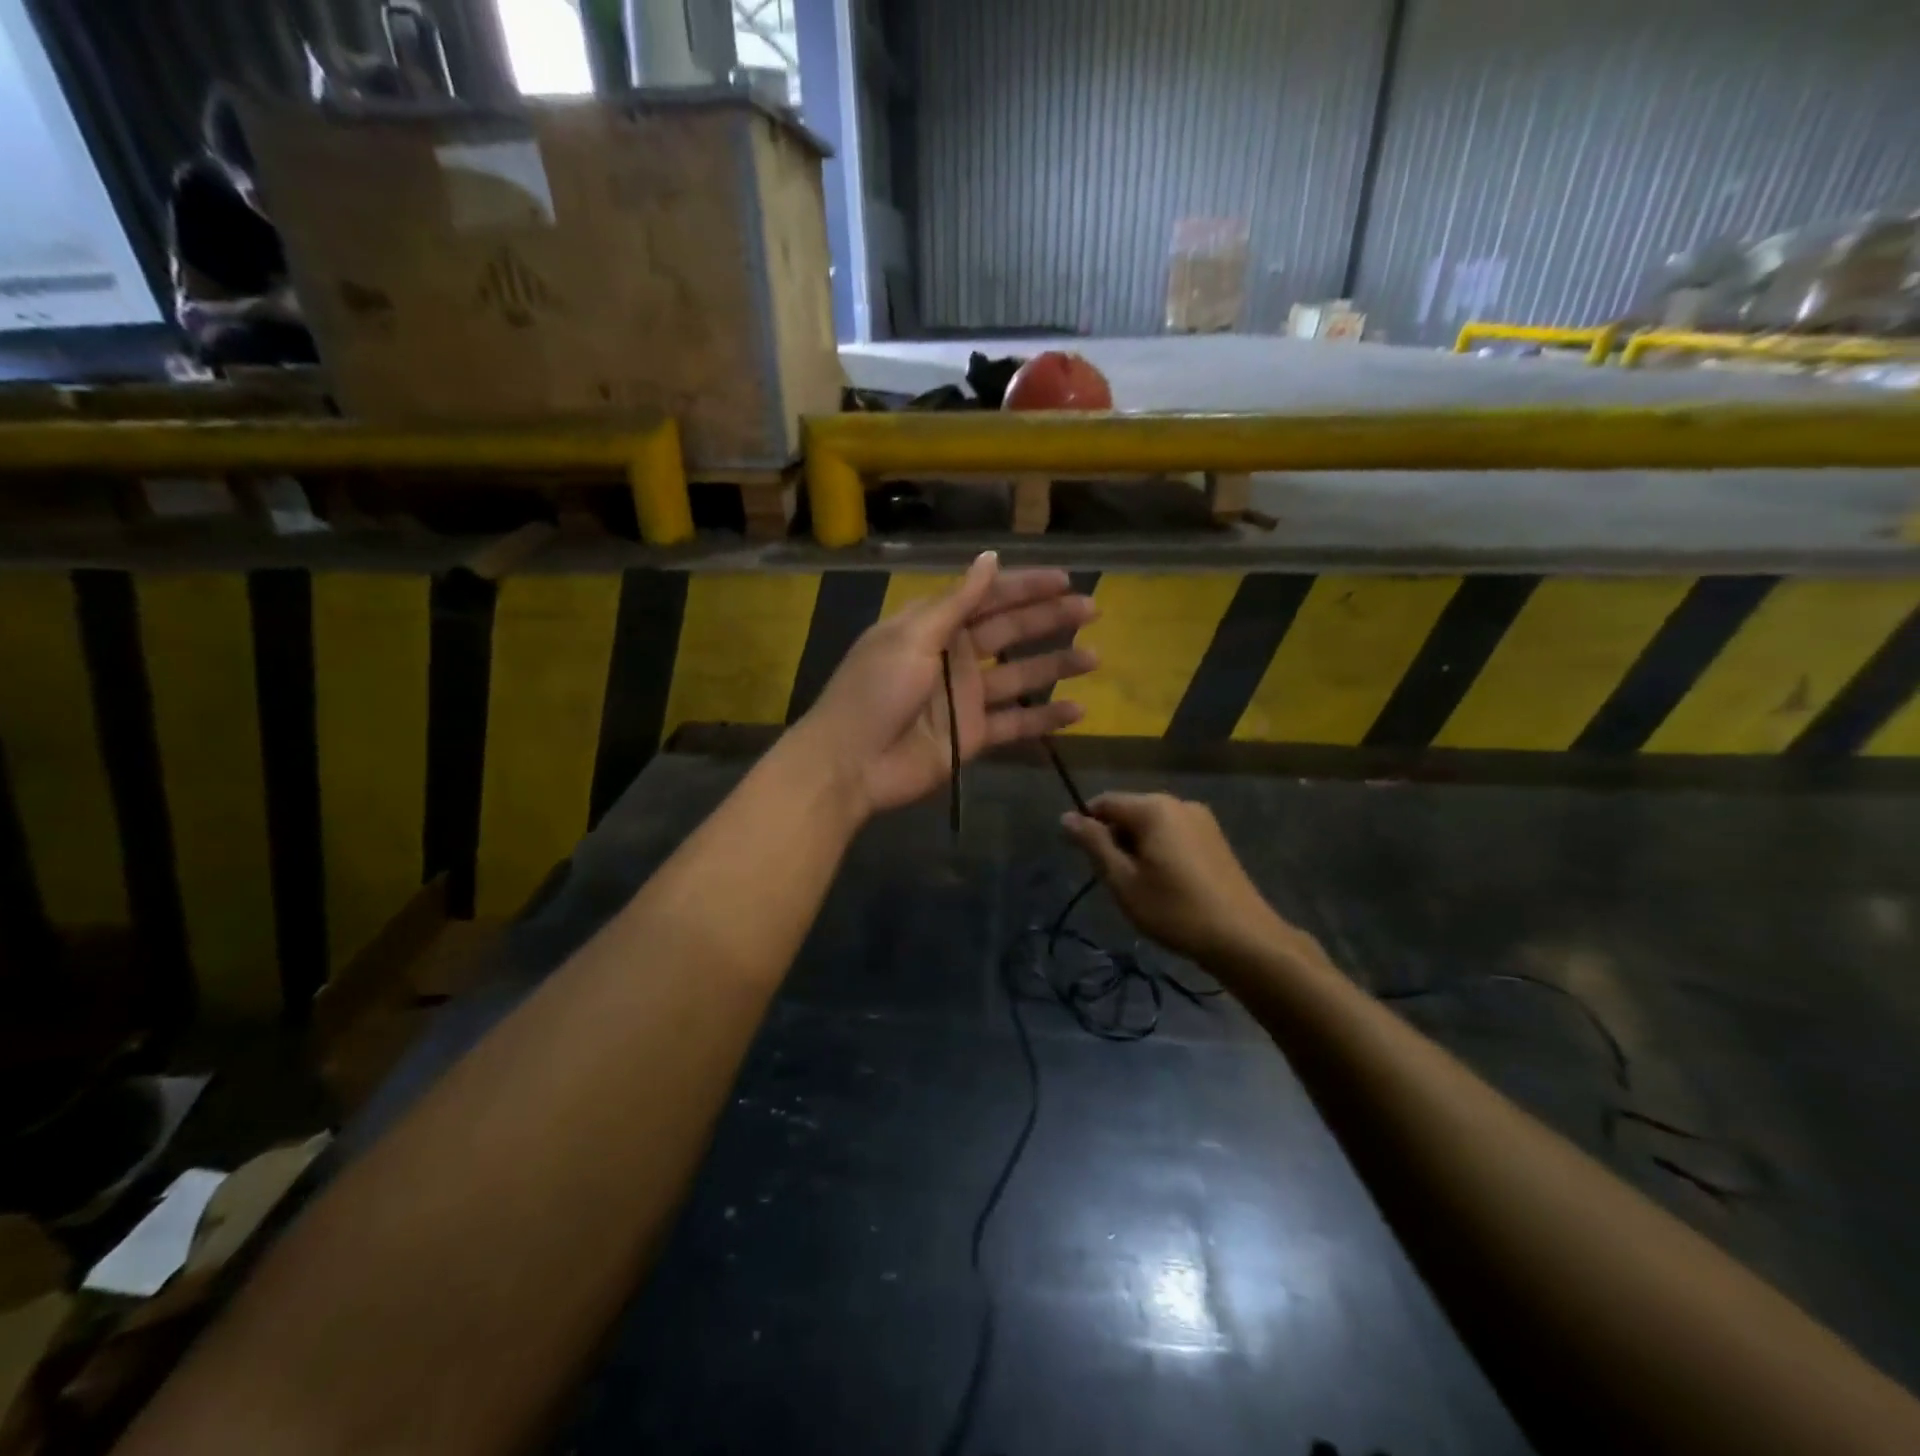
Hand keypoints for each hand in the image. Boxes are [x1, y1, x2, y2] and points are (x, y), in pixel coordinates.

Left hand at [799, 552, 1097, 815]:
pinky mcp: (973, 736)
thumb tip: (989, 558)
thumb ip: (957, 603)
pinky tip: (1078, 712)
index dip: (1024, 587)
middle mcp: (954, 658)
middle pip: (1009, 633)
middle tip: (1092, 610)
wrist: (851, 763)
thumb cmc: (876, 691)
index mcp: (933, 627)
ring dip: (1056, 665)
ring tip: (1094, 657)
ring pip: (1020, 677)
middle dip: (1049, 619)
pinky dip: (1045, 719)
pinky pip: (1016, 724)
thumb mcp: (912, 638)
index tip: (1064, 580)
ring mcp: (965, 699)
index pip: (987, 598)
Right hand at [1061, 793, 1302, 965]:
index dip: (1086, 826)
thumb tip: (1066, 816)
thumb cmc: (1174, 909)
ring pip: (1152, 825)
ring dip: (1137, 848)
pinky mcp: (1215, 838)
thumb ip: (1094, 844)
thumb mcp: (1123, 880)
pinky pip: (1173, 834)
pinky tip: (1167, 885)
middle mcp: (1178, 803)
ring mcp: (1201, 819)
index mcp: (1153, 808)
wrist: (1243, 938)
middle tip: (1115, 881)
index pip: (1104, 802)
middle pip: (1129, 811)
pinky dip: (1159, 851)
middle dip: (1114, 839)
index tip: (1082, 859)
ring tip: (1141, 887)